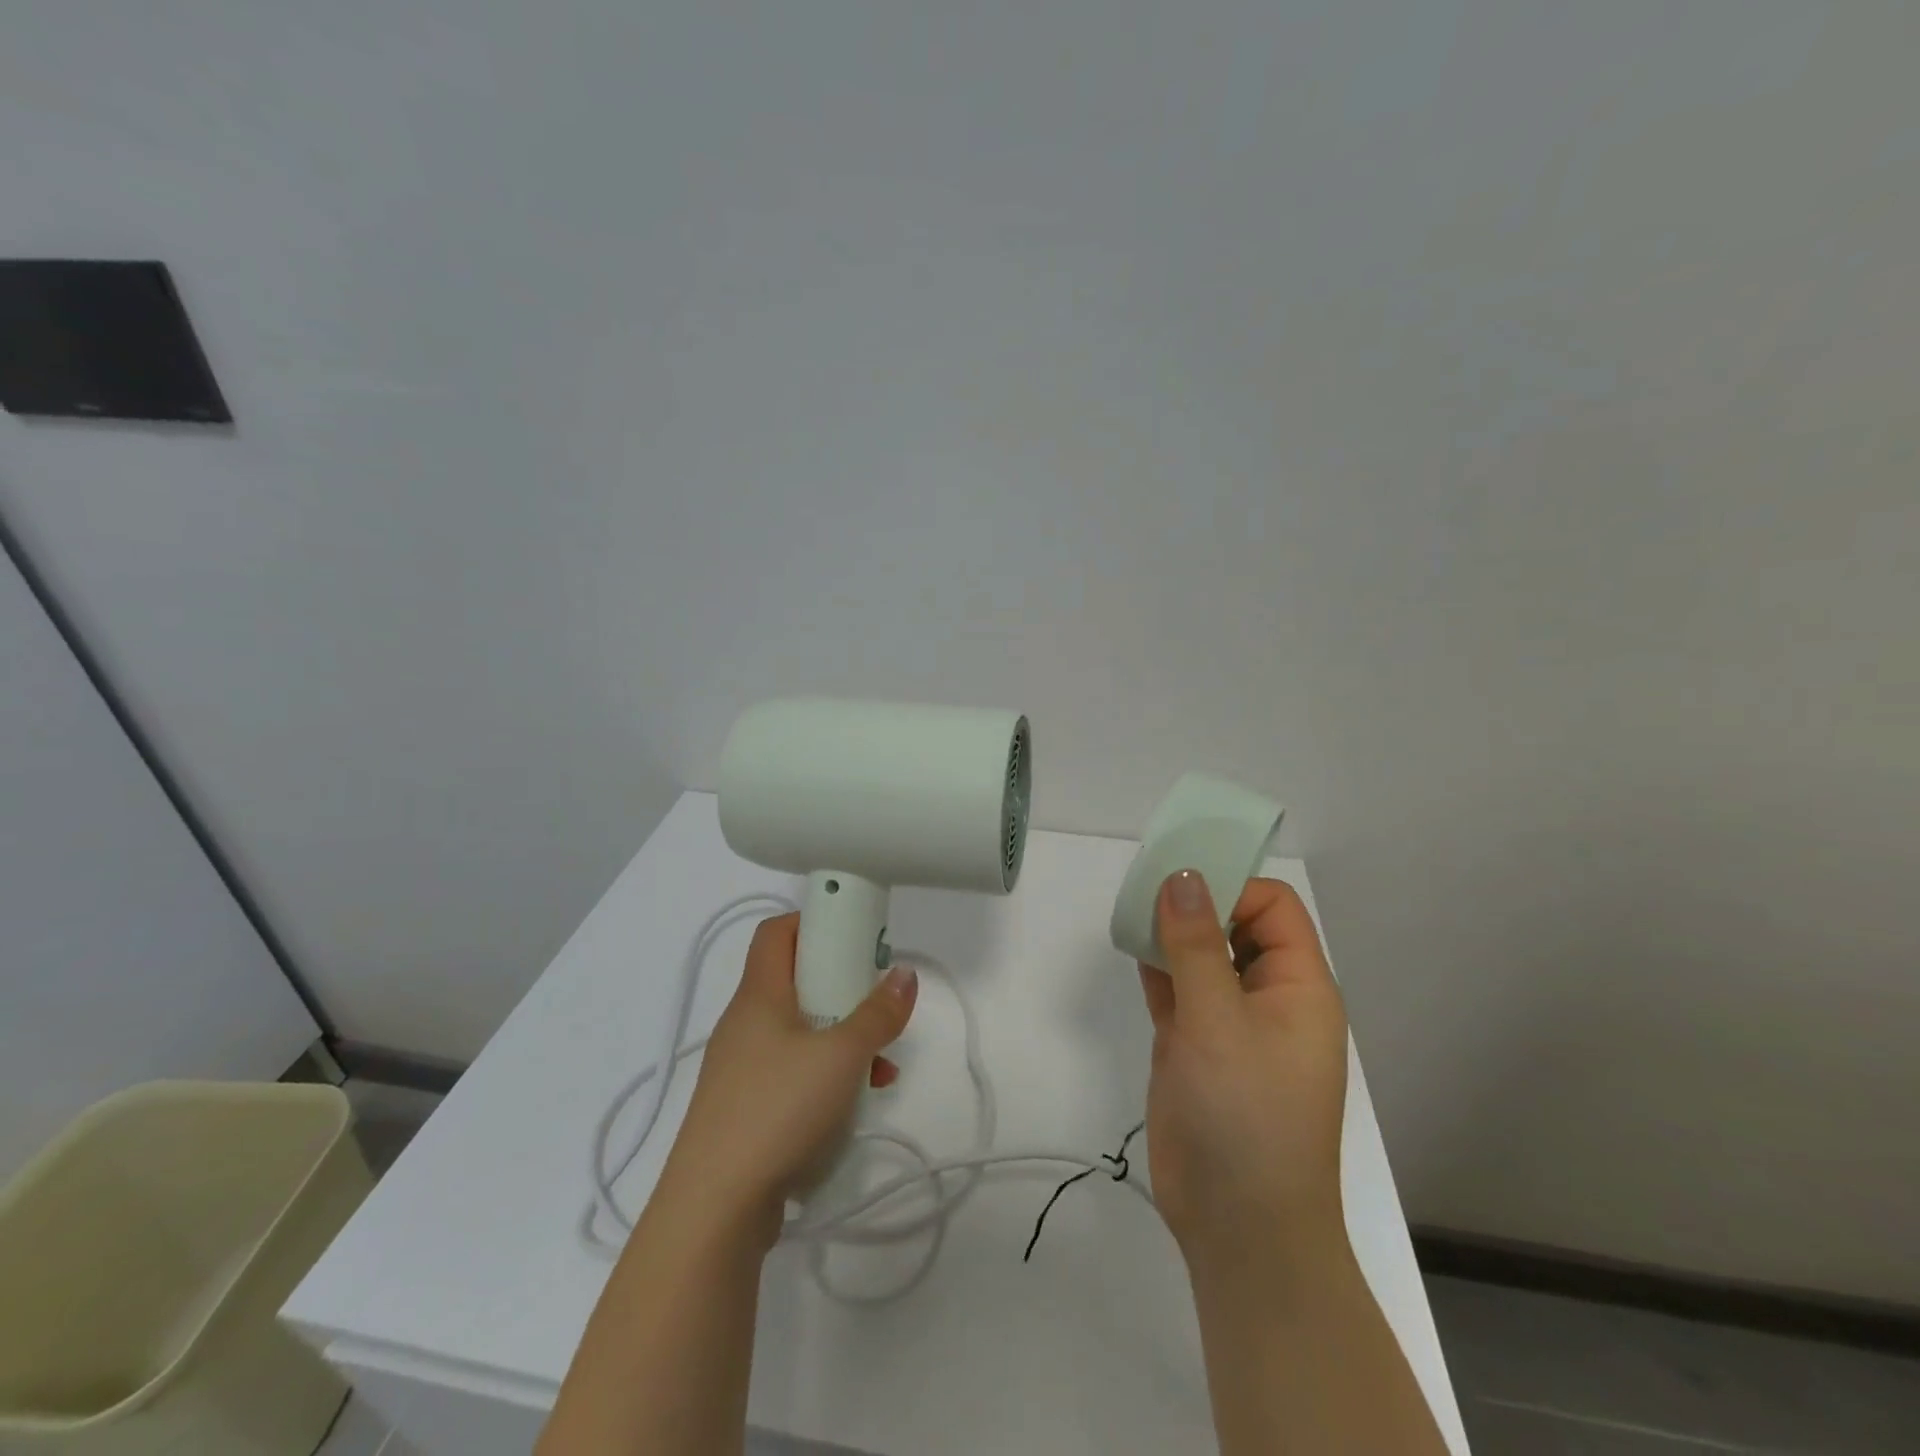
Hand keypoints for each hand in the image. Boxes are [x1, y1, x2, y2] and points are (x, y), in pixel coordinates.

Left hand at [657, 914, 917, 1241]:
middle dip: (841, 986)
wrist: (712, 1211)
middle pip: (795, 981)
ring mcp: (741, 1068)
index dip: (815, 922)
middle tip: (875, 1000)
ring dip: (841, 1036)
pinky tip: (855, 1101)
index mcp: (759, 995)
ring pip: (799, 1030)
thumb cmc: (777, 1110)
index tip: (854, 936)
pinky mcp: (745, 1108)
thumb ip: (878, 1013)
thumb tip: (904, 974)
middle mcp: (745, 1023)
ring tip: (880, 1063)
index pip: (777, 932)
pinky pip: (791, 1071)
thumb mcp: (842, 1055)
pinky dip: (825, 1074)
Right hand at [1138, 872, 1350, 1274]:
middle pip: (1235, 925)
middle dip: (1194, 904)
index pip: (1272, 908)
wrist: (1238, 1227)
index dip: (1230, 887)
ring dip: (1170, 934)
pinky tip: (1130, 948)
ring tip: (1130, 913)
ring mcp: (1229, 1023)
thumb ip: (1196, 945)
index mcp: (1298, 987)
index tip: (1178, 887)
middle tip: (1143, 891)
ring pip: (1201, 956)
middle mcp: (1268, 997)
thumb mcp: (1220, 1022)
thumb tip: (1180, 875)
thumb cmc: (1246, 1115)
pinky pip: (1177, 989)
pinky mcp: (1195, 1046)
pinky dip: (1156, 967)